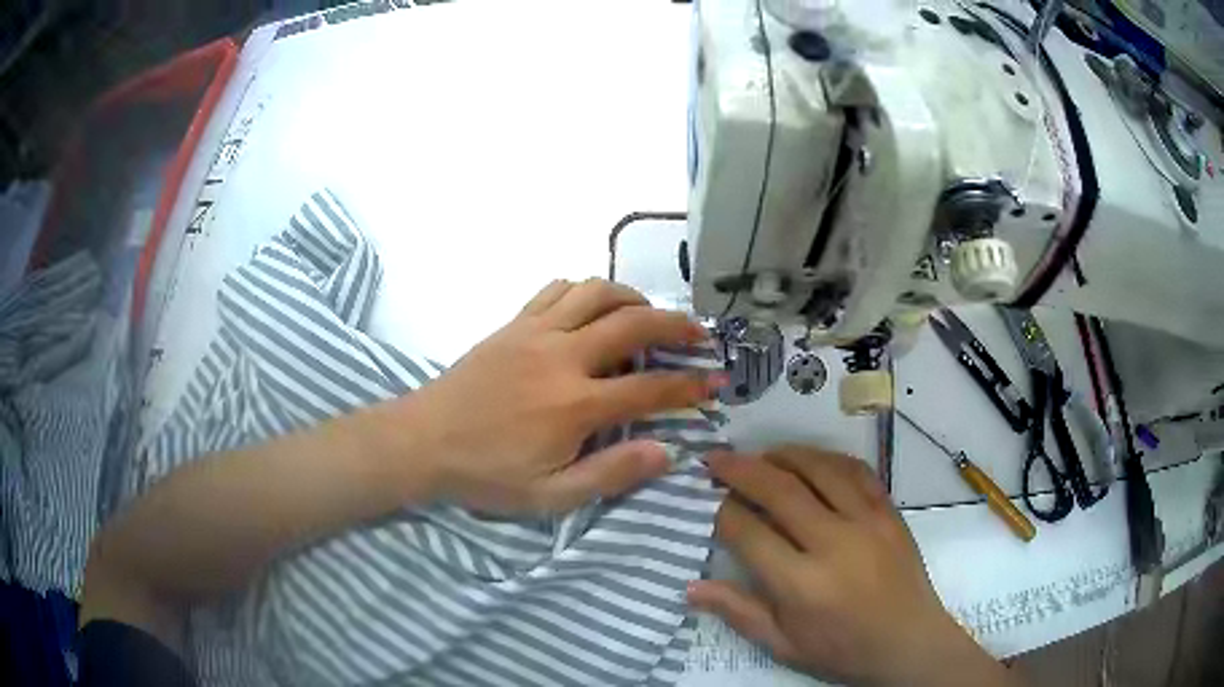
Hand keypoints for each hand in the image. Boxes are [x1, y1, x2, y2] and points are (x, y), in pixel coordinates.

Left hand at [373, 278, 719, 514]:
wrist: (422, 441)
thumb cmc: (486, 474)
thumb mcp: (550, 496)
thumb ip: (611, 473)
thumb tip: (667, 451)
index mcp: (575, 404)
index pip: (651, 388)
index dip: (691, 385)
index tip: (717, 382)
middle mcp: (562, 357)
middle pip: (634, 323)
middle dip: (677, 325)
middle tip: (699, 335)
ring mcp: (535, 332)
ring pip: (597, 292)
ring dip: (633, 298)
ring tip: (650, 315)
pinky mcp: (513, 323)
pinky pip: (557, 290)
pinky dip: (586, 291)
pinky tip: (593, 309)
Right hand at [688, 448, 1016, 686]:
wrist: (908, 642)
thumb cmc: (842, 650)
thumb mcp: (783, 644)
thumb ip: (738, 611)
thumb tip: (691, 586)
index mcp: (801, 585)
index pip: (748, 533)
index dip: (721, 512)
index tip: (708, 501)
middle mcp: (833, 544)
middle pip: (780, 491)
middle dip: (741, 469)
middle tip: (716, 458)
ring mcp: (867, 522)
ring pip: (819, 469)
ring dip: (784, 455)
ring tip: (761, 455)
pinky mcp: (889, 512)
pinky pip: (856, 471)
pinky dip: (827, 459)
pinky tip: (811, 460)